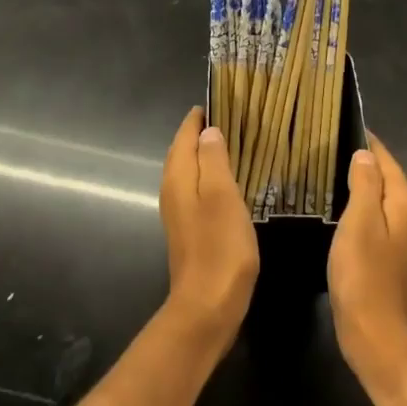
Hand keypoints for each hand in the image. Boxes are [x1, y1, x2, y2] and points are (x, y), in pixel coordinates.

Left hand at [159, 108, 259, 352]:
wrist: (208, 306)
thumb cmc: (219, 246)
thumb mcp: (222, 195)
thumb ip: (213, 160)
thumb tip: (208, 131)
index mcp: (178, 177)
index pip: (185, 135)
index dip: (199, 117)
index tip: (219, 99)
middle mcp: (173, 190)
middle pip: (183, 151)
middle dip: (202, 133)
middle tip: (231, 117)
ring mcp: (179, 212)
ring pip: (189, 171)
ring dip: (206, 155)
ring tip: (233, 143)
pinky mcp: (190, 230)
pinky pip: (197, 190)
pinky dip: (210, 177)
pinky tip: (229, 182)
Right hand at [329, 134, 406, 399]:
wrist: (378, 339)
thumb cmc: (365, 277)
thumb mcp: (360, 223)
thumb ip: (364, 185)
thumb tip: (365, 154)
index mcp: (406, 204)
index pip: (387, 161)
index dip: (367, 142)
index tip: (340, 124)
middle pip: (386, 179)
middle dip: (362, 162)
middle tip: (326, 147)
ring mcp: (404, 241)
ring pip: (381, 201)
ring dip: (359, 186)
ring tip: (326, 172)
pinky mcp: (392, 259)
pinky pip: (376, 221)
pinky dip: (359, 209)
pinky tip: (337, 211)